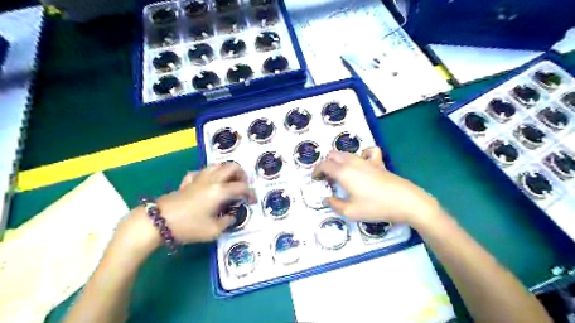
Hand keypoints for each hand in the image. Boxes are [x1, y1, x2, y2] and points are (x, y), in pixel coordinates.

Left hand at [157, 162, 256, 243]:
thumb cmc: (188, 226)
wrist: (158, 221)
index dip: (251, 193)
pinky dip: (208, 175)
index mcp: (221, 191)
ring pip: (217, 165)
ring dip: (226, 171)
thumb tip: (231, 215)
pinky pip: (201, 172)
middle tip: (242, 186)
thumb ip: (227, 221)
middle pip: (232, 167)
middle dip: (242, 175)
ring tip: (228, 183)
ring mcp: (199, 178)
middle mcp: (212, 180)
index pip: (242, 187)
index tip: (253, 201)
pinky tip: (207, 184)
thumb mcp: (213, 231)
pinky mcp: (188, 181)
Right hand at [314, 147, 440, 226]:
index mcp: (343, 172)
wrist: (405, 202)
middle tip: (327, 178)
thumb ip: (335, 205)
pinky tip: (363, 163)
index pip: (324, 165)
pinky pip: (369, 151)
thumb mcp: (351, 212)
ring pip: (347, 152)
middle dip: (327, 164)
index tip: (315, 179)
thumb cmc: (375, 207)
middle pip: (333, 154)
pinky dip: (362, 154)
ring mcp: (367, 160)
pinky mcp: (379, 163)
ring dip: (339, 160)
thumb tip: (327, 199)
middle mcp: (353, 162)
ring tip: (341, 173)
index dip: (316, 171)